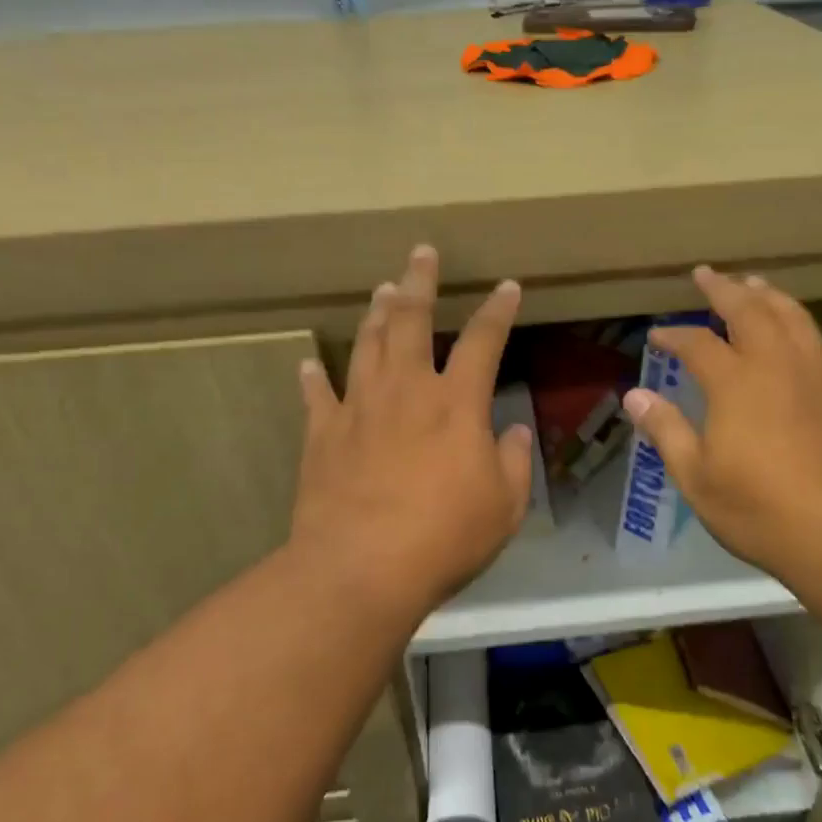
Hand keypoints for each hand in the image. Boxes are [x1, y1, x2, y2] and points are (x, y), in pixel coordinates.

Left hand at [290, 245, 534, 619]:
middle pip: (410, 321)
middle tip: (420, 253)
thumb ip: (513, 463)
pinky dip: (314, 377)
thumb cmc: (444, 537)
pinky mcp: (323, 435)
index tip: (506, 287)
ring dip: (375, 314)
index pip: (483, 342)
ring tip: (381, 289)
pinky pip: (318, 395)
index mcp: (456, 404)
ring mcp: (359, 409)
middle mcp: (406, 391)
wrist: (361, 568)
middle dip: (419, 283)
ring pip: (366, 345)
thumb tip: (512, 432)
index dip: (497, 311)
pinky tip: (308, 363)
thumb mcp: (504, 506)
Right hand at [622, 267, 821, 587]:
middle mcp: (778, 366)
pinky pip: (819, 341)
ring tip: (753, 284)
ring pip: (793, 317)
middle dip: (724, 289)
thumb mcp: (698, 478)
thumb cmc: (762, 511)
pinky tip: (797, 330)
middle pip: (750, 311)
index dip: (675, 335)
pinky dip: (800, 323)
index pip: (698, 343)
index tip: (658, 334)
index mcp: (736, 384)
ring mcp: (818, 376)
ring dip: (768, 295)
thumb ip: (667, 431)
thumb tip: (634, 396)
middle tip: (706, 274)